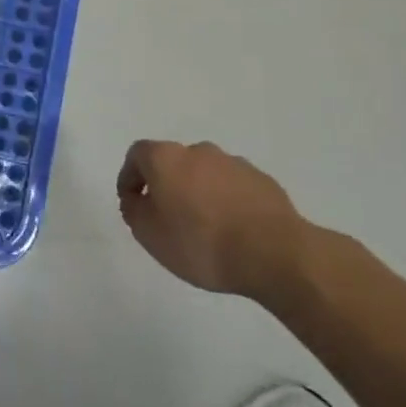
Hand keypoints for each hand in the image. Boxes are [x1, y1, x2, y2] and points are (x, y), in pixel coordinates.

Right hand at [116, 139, 309, 298]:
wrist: (276, 255)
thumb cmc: (201, 243)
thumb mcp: (150, 236)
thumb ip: (134, 212)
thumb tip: (136, 199)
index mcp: (166, 158)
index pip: (137, 154)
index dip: (129, 177)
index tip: (132, 202)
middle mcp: (198, 151)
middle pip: (173, 162)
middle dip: (167, 185)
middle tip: (168, 217)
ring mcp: (234, 163)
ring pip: (205, 174)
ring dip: (198, 192)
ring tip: (205, 228)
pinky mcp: (262, 181)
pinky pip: (233, 187)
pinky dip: (226, 201)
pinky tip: (233, 230)